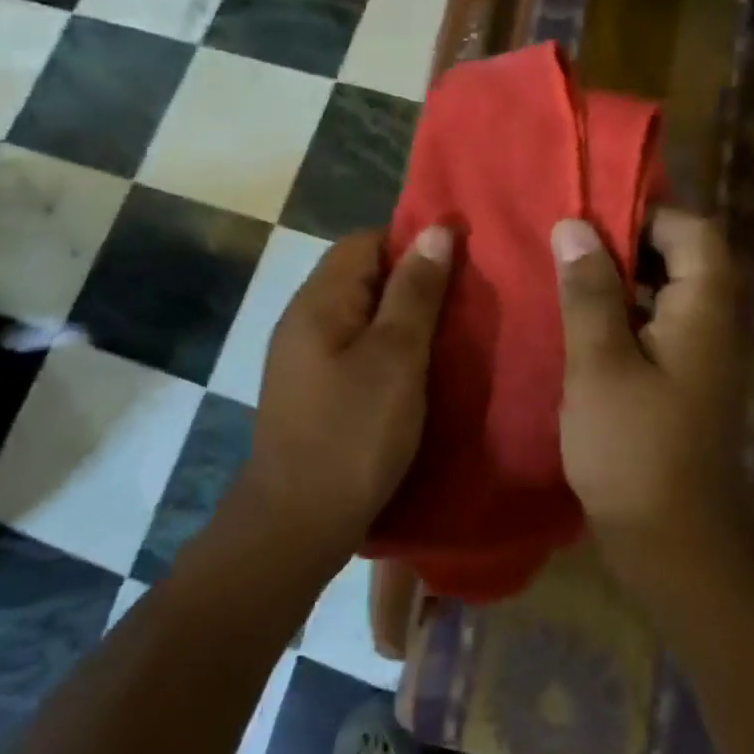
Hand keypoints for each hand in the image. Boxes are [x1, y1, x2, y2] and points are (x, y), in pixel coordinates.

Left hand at [242, 225, 453, 565]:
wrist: (295, 524)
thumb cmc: (353, 433)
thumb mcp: (396, 357)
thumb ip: (415, 291)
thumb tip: (435, 229)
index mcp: (319, 300)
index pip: (365, 241)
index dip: (410, 243)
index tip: (454, 266)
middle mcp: (303, 317)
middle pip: (360, 274)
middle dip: (409, 281)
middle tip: (457, 304)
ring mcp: (301, 356)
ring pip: (358, 313)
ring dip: (398, 317)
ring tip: (443, 337)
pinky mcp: (309, 388)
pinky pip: (351, 347)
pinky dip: (383, 348)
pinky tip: (410, 373)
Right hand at [552, 209, 751, 595]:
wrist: (677, 550)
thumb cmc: (637, 451)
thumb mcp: (601, 365)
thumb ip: (589, 292)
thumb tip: (575, 226)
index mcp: (702, 311)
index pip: (694, 232)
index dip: (647, 214)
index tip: (591, 215)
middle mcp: (708, 326)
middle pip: (680, 259)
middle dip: (624, 244)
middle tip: (565, 242)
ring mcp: (693, 359)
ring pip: (661, 295)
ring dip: (616, 281)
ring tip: (560, 274)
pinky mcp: (675, 386)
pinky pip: (649, 330)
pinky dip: (616, 317)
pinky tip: (572, 326)